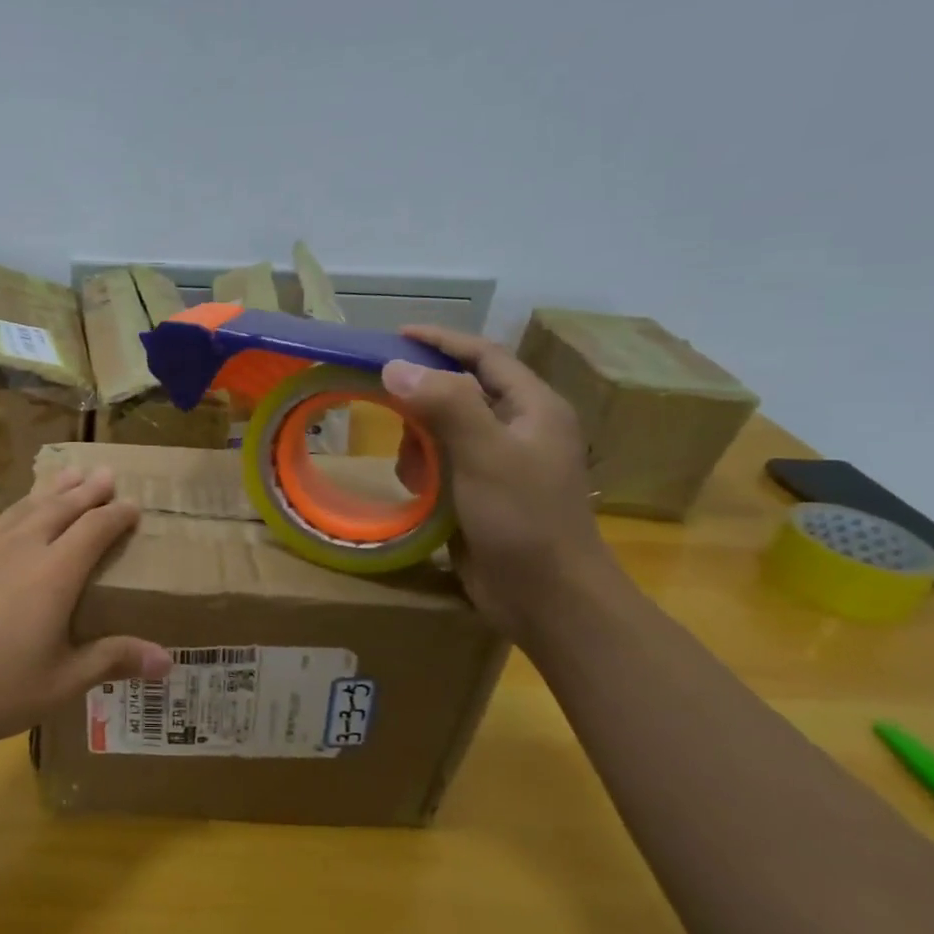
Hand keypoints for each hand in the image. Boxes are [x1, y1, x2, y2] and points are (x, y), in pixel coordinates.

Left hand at [0, 466, 171, 764]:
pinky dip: (11, 516)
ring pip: (23, 508)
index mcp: (54, 573)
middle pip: (60, 507)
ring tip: (66, 476)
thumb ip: (113, 661)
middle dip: (87, 490)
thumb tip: (168, 661)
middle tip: (105, 473)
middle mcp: (20, 547)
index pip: (95, 529)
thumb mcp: (60, 683)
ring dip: (49, 491)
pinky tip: (6, 523)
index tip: (133, 505)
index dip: (117, 515)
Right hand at [383, 326, 618, 639]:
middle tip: (385, 403)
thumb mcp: (485, 454)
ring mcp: (502, 463)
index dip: (442, 340)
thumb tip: (395, 365)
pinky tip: (418, 489)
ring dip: (420, 440)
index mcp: (533, 408)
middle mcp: (520, 428)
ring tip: (410, 465)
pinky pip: (443, 464)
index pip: (484, 356)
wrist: (548, 599)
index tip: (397, 334)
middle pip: (461, 391)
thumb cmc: (524, 520)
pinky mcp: (484, 494)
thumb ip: (444, 404)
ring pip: (446, 430)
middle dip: (423, 399)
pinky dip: (424, 469)